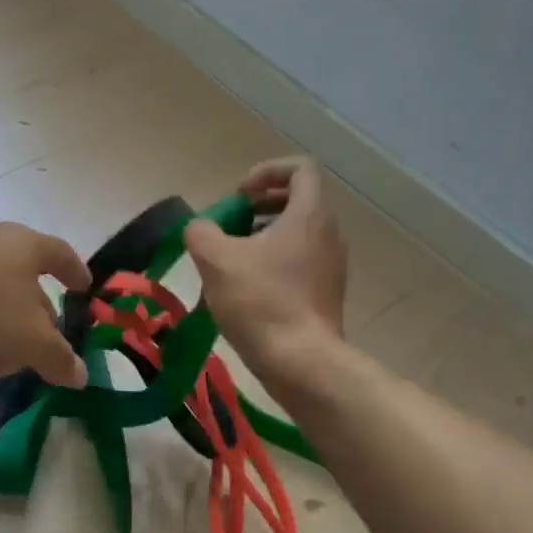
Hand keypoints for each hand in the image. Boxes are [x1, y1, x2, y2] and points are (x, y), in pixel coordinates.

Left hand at [0, 219, 91, 386]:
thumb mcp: (26, 341)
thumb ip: (57, 358)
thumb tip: (82, 374)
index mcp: (26, 246)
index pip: (63, 255)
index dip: (76, 273)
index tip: (85, 289)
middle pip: (24, 268)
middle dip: (36, 301)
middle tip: (43, 335)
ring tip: (1, 340)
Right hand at [185, 157, 346, 376]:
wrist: (301, 363)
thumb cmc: (261, 302)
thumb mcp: (216, 260)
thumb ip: (201, 231)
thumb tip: (200, 228)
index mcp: (309, 215)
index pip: (300, 169)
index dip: (266, 172)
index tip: (239, 196)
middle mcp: (328, 234)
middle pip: (297, 201)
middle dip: (259, 206)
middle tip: (229, 225)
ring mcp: (331, 266)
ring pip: (297, 234)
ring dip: (263, 236)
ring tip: (231, 258)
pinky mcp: (326, 294)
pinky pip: (299, 262)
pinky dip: (273, 263)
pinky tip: (245, 289)